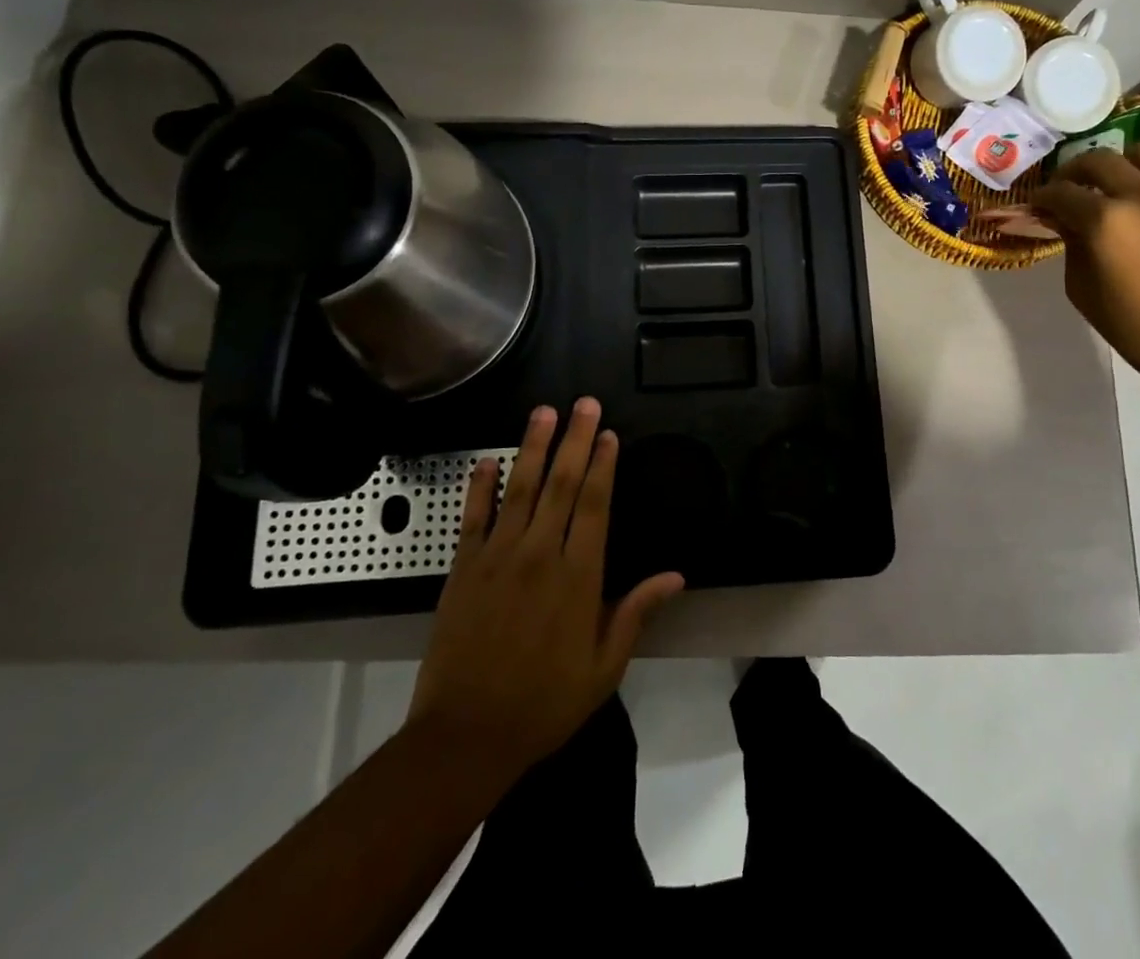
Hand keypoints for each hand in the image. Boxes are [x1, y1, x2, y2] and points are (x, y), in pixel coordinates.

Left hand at [407, 399, 683, 780]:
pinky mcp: (463, 568)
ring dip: (532, 447)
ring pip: (520, 489)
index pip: (594, 505)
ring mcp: (498, 557)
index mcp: (578, 577)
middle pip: (561, 484)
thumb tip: (675, 575)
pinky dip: (480, 486)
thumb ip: (635, 613)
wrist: (466, 736)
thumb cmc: (544, 703)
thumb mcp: (603, 667)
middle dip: (574, 440)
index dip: (602, 465)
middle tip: (583, 403)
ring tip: (543, 412)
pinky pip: (473, 517)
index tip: (608, 434)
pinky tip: (487, 460)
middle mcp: (540, 554)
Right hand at [980, 139, 1139, 370]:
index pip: (1062, 192)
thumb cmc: (1130, 323)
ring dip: (1128, 162)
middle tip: (1072, 186)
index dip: (1043, 196)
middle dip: (1076, 170)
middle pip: (1100, 159)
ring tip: (1123, 182)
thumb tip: (1067, 219)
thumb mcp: (1079, 287)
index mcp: (1105, 221)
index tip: (1039, 203)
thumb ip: (1072, 243)